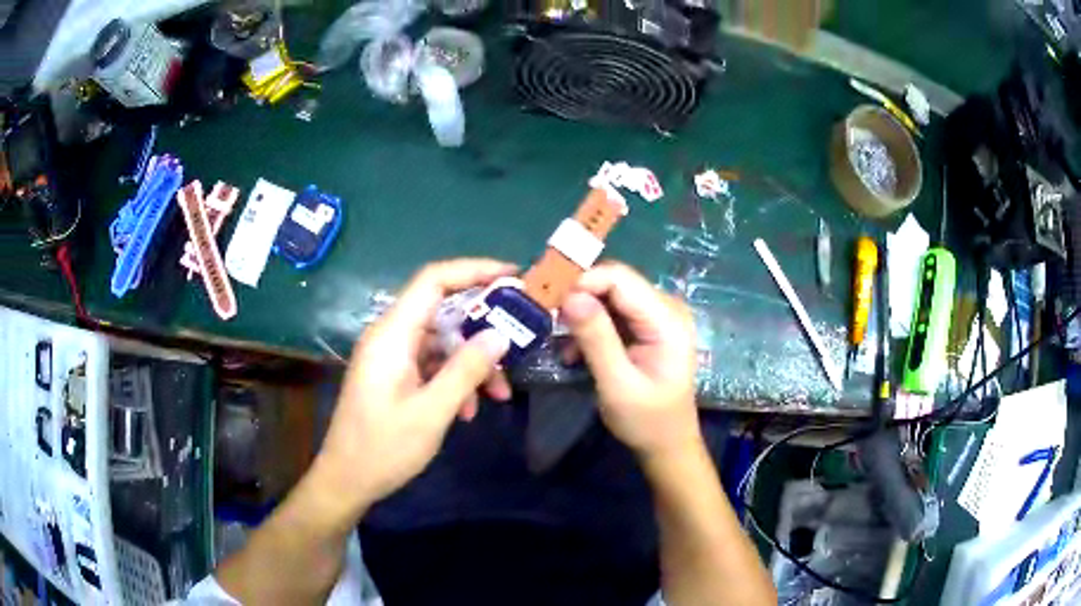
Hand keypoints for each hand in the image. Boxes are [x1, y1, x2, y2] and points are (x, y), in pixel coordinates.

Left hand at [317, 259, 514, 514]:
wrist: (346, 480)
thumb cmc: (384, 447)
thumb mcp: (432, 411)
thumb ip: (466, 369)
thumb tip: (500, 334)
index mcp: (392, 334)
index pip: (434, 281)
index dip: (474, 270)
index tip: (512, 277)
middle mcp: (390, 336)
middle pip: (443, 311)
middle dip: (482, 328)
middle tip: (518, 340)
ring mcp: (391, 357)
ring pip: (442, 342)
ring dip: (472, 363)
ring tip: (499, 394)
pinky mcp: (394, 375)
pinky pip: (431, 364)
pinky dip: (454, 379)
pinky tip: (469, 410)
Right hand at [560, 262, 700, 460]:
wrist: (667, 444)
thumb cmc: (646, 420)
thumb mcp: (617, 384)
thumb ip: (596, 338)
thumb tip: (570, 296)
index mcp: (667, 320)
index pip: (621, 278)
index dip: (583, 281)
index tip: (549, 301)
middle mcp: (666, 308)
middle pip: (615, 282)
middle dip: (579, 296)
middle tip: (548, 319)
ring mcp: (658, 316)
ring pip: (611, 296)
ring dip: (582, 314)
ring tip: (561, 343)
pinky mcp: (647, 327)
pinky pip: (613, 312)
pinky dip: (591, 326)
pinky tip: (576, 350)